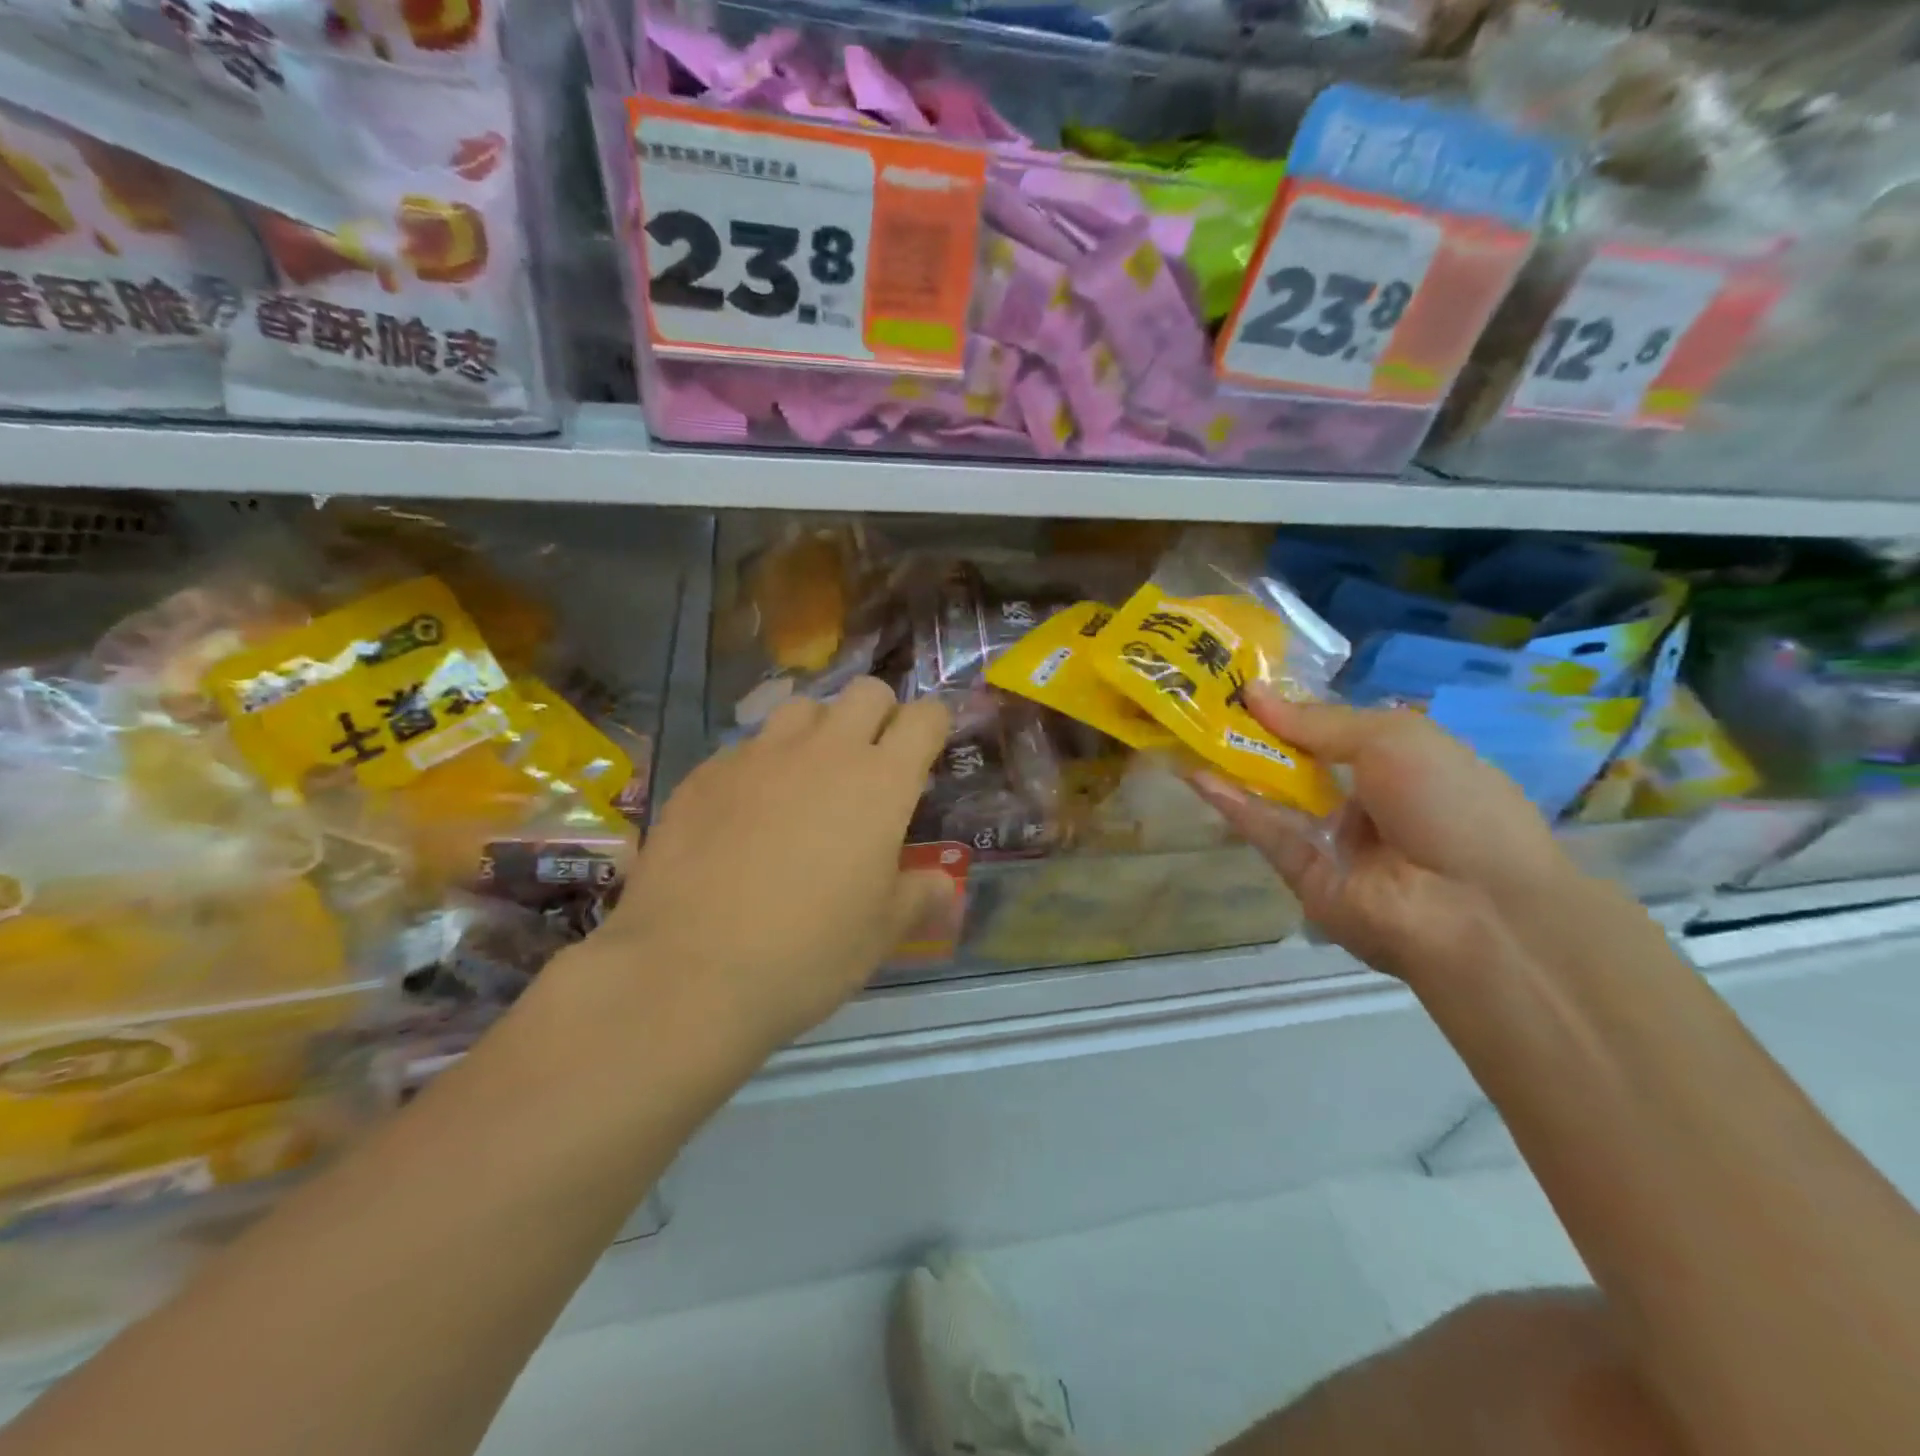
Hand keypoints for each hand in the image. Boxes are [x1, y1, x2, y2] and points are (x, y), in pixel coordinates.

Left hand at [579, 679, 955, 1057]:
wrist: (689, 970)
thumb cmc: (808, 952)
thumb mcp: (880, 933)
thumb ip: (919, 896)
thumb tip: (944, 887)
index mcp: (880, 783)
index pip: (924, 718)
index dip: (934, 726)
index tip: (929, 750)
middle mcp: (824, 752)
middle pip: (866, 693)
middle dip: (880, 714)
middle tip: (873, 762)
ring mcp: (758, 756)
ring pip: (801, 708)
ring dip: (819, 730)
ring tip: (809, 776)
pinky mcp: (705, 773)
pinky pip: (746, 747)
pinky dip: (761, 765)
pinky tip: (745, 811)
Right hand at [1190, 687, 1573, 984]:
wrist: (1475, 909)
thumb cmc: (1450, 803)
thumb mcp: (1394, 739)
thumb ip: (1317, 720)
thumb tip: (1254, 692)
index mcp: (1401, 765)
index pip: (1334, 731)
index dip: (1292, 709)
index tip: (1243, 685)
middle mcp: (1365, 802)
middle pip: (1299, 763)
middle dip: (1255, 734)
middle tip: (1205, 703)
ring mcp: (1333, 841)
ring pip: (1275, 797)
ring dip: (1235, 766)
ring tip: (1189, 731)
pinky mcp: (1304, 875)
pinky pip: (1266, 833)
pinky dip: (1232, 804)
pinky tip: (1197, 774)